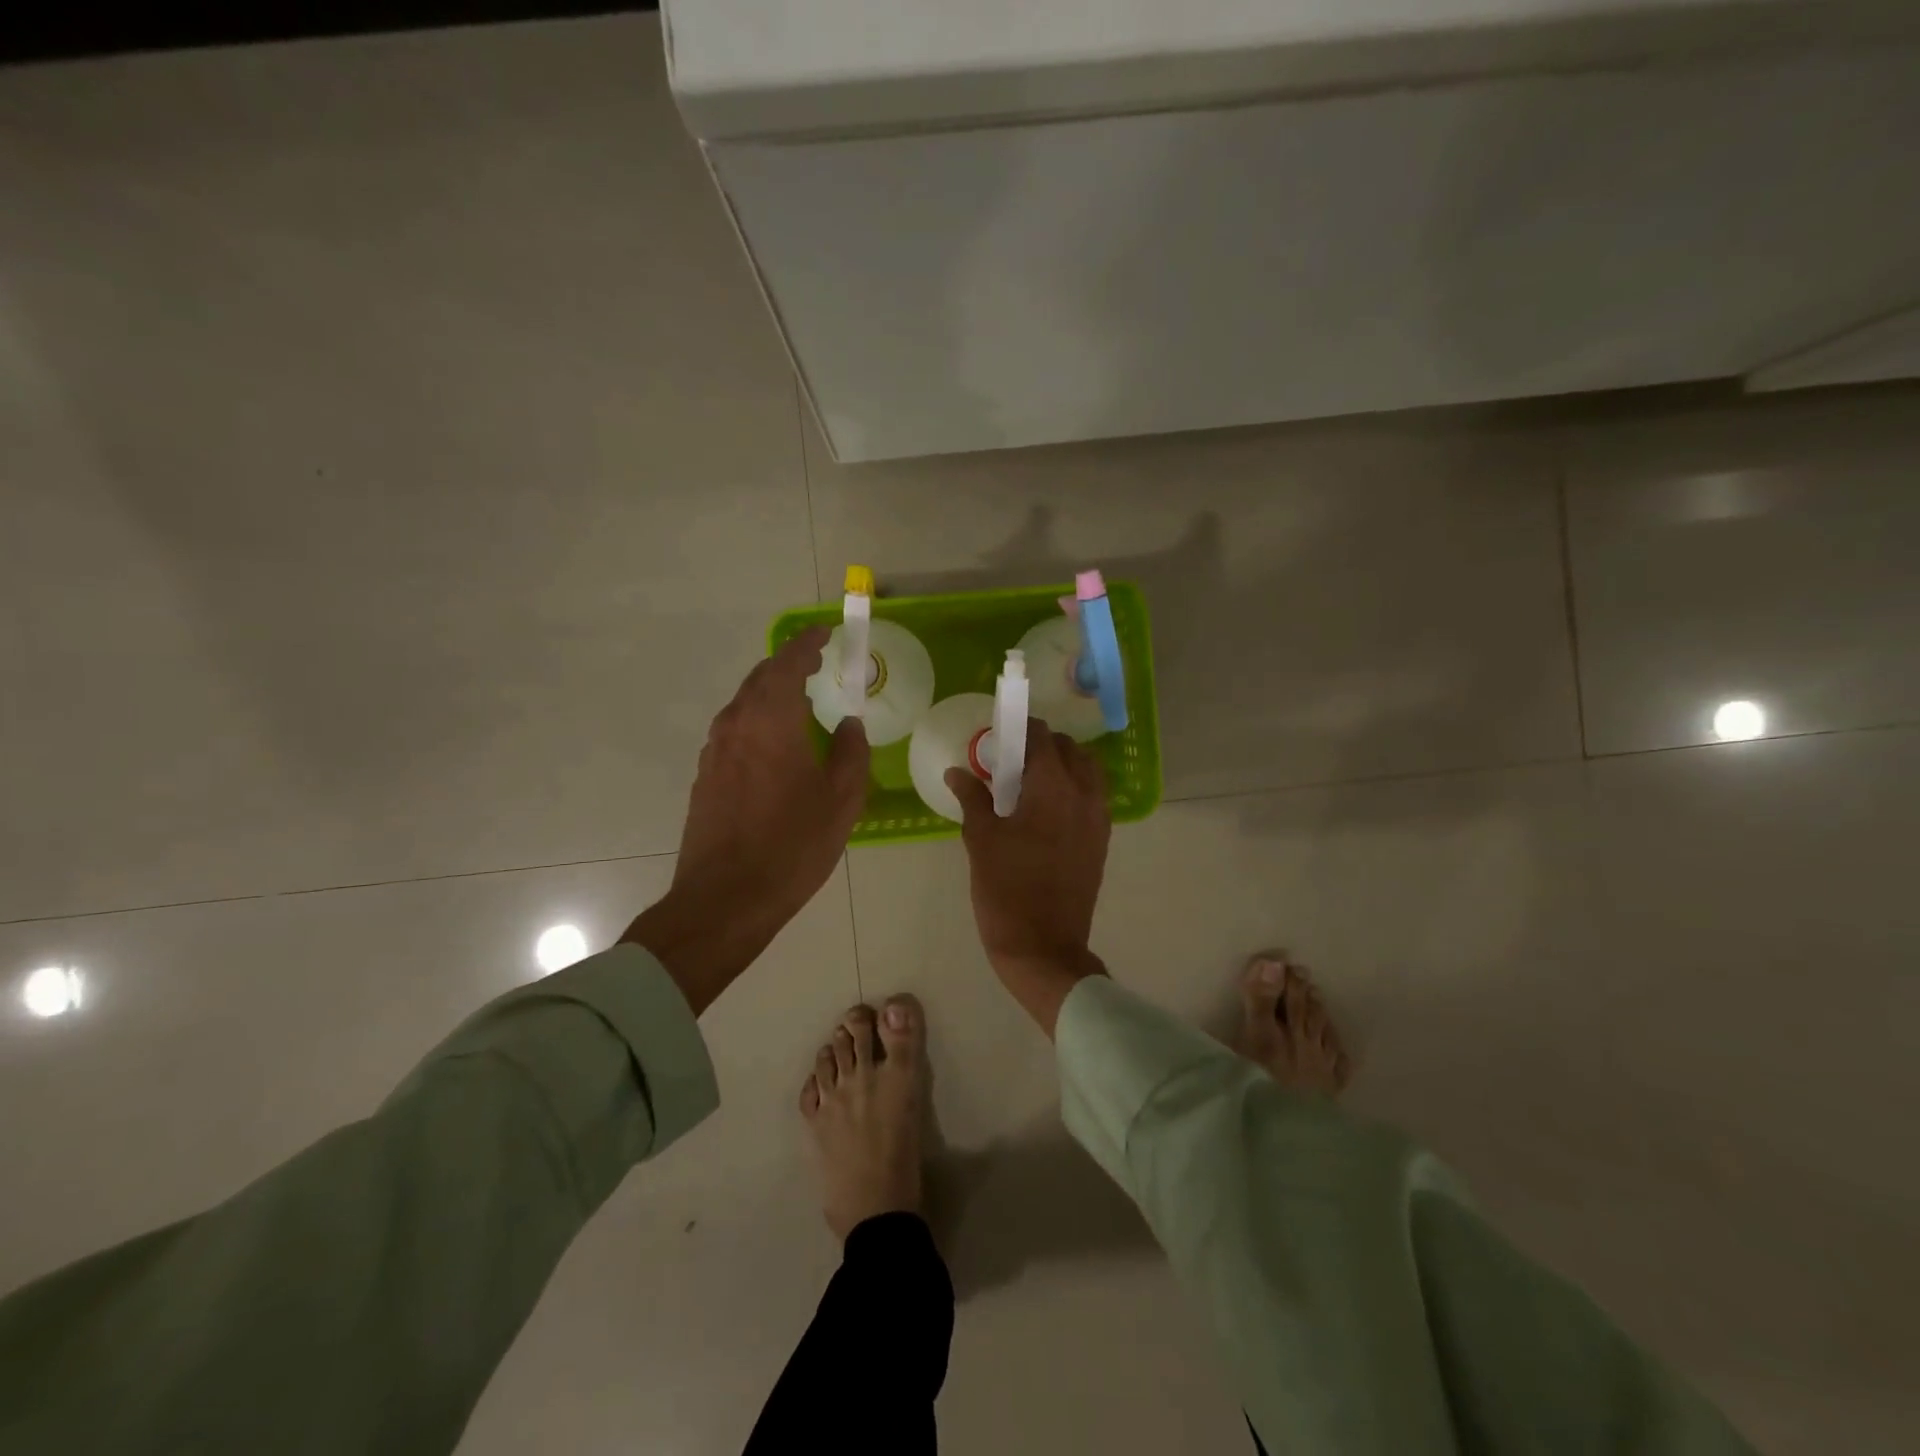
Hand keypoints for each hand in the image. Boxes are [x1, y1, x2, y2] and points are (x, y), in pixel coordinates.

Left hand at [626, 627, 867, 1013]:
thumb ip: (851, 752)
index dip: (808, 643)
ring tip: (800, 699)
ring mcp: (714, 750)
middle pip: (761, 678)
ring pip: (744, 703)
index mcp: (771, 720)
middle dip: (789, 664)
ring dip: (772, 692)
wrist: (725, 899)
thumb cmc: (792, 845)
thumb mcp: (842, 799)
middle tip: (817, 662)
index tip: (825, 632)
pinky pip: (735, 729)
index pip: (787, 663)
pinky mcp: (705, 775)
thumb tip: (849, 725)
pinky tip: (776, 741)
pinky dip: (758, 719)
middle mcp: (736, 724)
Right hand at [946, 718, 1110, 1035]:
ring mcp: (1098, 819)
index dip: (1022, 727)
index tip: (1000, 731)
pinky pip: (1093, 797)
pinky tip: (1045, 809)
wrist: (1044, 947)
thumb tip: (957, 771)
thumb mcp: (981, 840)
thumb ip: (972, 798)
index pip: (1043, 738)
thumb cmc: (1006, 890)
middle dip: (1043, 745)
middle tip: (1011, 759)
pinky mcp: (1101, 841)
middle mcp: (1084, 795)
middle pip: (1070, 750)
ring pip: (1088, 772)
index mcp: (1053, 788)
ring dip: (1063, 765)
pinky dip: (1074, 788)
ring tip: (1030, 782)